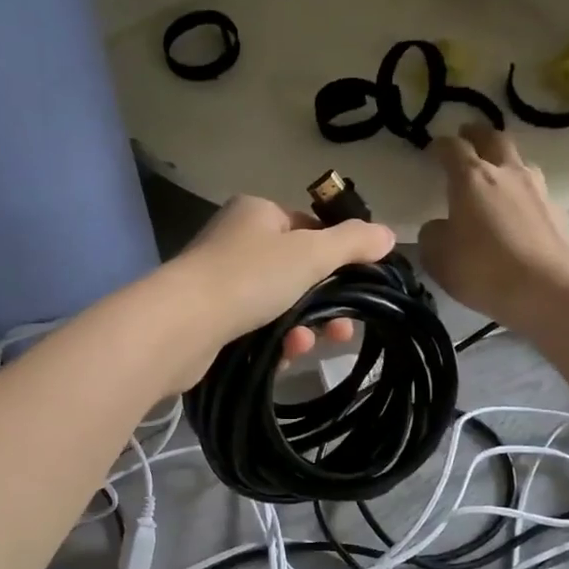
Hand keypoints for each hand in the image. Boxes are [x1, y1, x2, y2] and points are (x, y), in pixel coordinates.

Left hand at [163, 194, 395, 375]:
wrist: (182, 326)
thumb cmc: (249, 277)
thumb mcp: (310, 253)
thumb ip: (352, 243)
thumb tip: (387, 235)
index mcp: (257, 213)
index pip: (309, 228)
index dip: (337, 256)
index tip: (359, 287)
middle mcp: (236, 241)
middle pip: (297, 271)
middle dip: (326, 302)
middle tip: (344, 330)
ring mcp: (220, 281)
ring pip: (279, 304)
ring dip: (302, 326)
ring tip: (307, 345)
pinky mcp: (211, 319)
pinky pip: (257, 328)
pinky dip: (275, 341)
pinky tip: (283, 356)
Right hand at [418, 124, 568, 330]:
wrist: (550, 291)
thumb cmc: (484, 270)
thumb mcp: (439, 258)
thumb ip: (433, 235)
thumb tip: (440, 227)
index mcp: (471, 178)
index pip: (452, 148)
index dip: (440, 145)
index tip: (432, 149)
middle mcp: (507, 174)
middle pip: (494, 139)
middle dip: (477, 134)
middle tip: (467, 136)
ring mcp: (538, 190)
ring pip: (520, 163)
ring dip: (505, 162)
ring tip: (496, 175)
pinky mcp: (559, 212)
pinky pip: (536, 193)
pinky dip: (523, 195)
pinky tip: (519, 213)